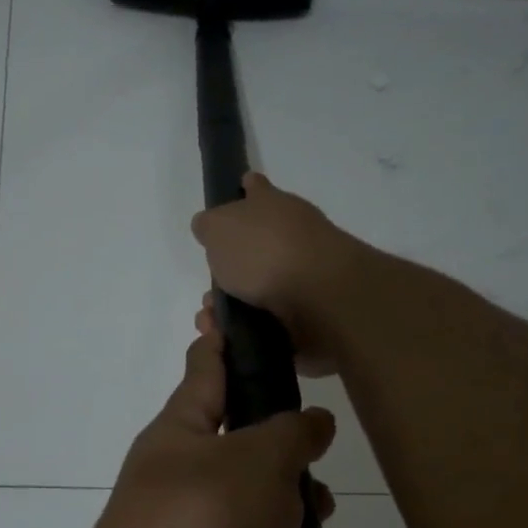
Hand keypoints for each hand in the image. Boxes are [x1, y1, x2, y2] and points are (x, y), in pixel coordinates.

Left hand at [77, 318, 372, 527]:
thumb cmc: (201, 525)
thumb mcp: (255, 462)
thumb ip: (290, 433)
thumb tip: (311, 421)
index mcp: (182, 435)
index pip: (205, 370)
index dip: (221, 340)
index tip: (226, 309)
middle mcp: (184, 483)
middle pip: (248, 457)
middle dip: (294, 471)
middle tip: (321, 488)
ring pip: (267, 524)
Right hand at [189, 173, 369, 375]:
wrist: (319, 296)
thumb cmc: (264, 251)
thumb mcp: (219, 228)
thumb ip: (209, 226)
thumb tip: (208, 227)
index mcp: (273, 205)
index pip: (257, 188)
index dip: (246, 190)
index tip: (239, 193)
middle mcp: (293, 234)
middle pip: (258, 245)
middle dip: (231, 268)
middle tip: (210, 291)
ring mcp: (306, 273)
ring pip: (261, 288)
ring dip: (236, 305)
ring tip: (214, 323)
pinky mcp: (311, 312)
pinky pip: (272, 320)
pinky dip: (252, 329)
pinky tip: (233, 339)